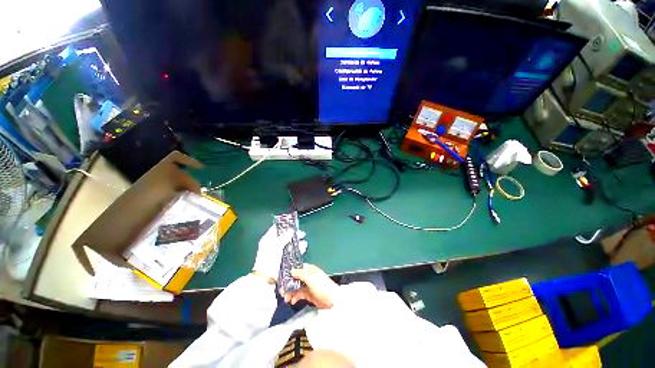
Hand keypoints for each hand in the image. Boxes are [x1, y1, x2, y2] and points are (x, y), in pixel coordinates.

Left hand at [252, 225, 307, 279]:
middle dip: (294, 235)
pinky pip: (291, 251)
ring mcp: (278, 252)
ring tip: (304, 243)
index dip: (284, 225)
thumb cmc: (269, 259)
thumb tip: (291, 230)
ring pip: (289, 244)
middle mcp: (273, 244)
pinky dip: (297, 249)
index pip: (276, 228)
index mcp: (268, 239)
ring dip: (297, 242)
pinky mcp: (283, 259)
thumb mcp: (276, 245)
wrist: (266, 278)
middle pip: (285, 236)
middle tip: (302, 234)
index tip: (294, 224)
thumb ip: (284, 237)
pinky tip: (303, 248)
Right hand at [284, 264, 338, 308]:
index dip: (291, 272)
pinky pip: (299, 295)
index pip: (298, 268)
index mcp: (310, 270)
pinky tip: (292, 301)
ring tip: (286, 298)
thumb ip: (300, 273)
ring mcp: (308, 286)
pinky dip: (295, 297)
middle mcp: (308, 277)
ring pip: (296, 287)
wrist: (331, 300)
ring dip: (290, 292)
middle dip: (288, 284)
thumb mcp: (310, 277)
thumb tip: (291, 270)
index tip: (283, 277)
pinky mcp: (309, 295)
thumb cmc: (322, 286)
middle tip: (282, 290)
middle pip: (295, 278)